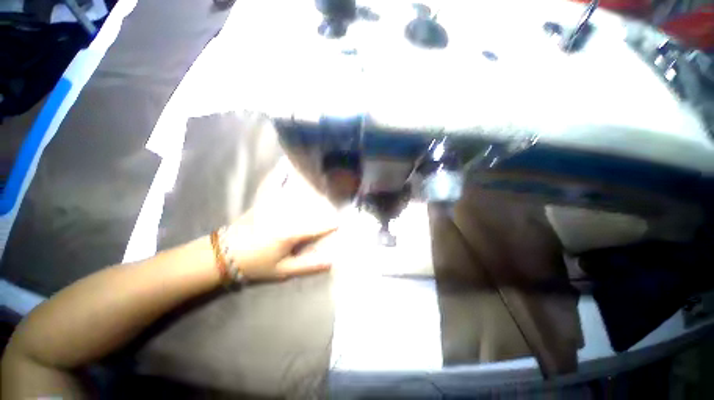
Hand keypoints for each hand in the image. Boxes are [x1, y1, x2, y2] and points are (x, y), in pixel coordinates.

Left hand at [224, 165, 338, 280]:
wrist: (223, 255)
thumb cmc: (256, 264)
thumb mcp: (283, 270)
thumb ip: (308, 266)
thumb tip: (331, 261)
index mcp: (288, 233)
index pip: (316, 227)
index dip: (329, 225)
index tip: (340, 222)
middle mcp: (282, 215)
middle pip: (308, 207)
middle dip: (323, 204)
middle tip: (334, 199)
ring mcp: (270, 206)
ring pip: (293, 193)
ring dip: (306, 186)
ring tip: (318, 178)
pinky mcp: (261, 202)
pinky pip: (272, 184)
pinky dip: (278, 174)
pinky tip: (284, 163)